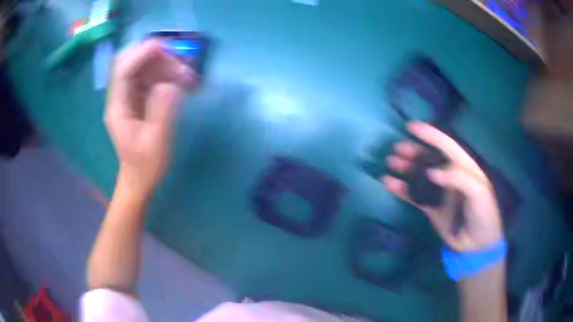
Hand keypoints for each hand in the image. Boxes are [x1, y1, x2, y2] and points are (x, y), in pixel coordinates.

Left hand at [105, 40, 196, 197]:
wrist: (139, 180)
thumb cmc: (145, 166)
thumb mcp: (156, 142)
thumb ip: (162, 110)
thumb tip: (171, 83)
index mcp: (118, 108)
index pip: (123, 71)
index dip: (141, 54)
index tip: (165, 47)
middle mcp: (120, 97)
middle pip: (131, 62)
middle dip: (154, 56)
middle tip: (179, 63)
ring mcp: (128, 97)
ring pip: (143, 67)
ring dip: (164, 64)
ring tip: (186, 74)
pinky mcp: (138, 98)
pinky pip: (150, 77)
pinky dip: (166, 73)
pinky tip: (181, 80)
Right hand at [382, 121, 502, 251]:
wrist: (478, 244)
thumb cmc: (485, 214)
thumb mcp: (480, 193)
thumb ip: (459, 178)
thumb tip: (432, 172)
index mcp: (464, 167)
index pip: (447, 145)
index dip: (431, 135)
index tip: (412, 127)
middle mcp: (450, 176)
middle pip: (430, 158)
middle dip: (414, 151)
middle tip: (397, 148)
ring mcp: (439, 191)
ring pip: (419, 175)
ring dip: (405, 167)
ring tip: (391, 162)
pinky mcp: (431, 207)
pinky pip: (414, 195)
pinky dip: (401, 189)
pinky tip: (389, 183)